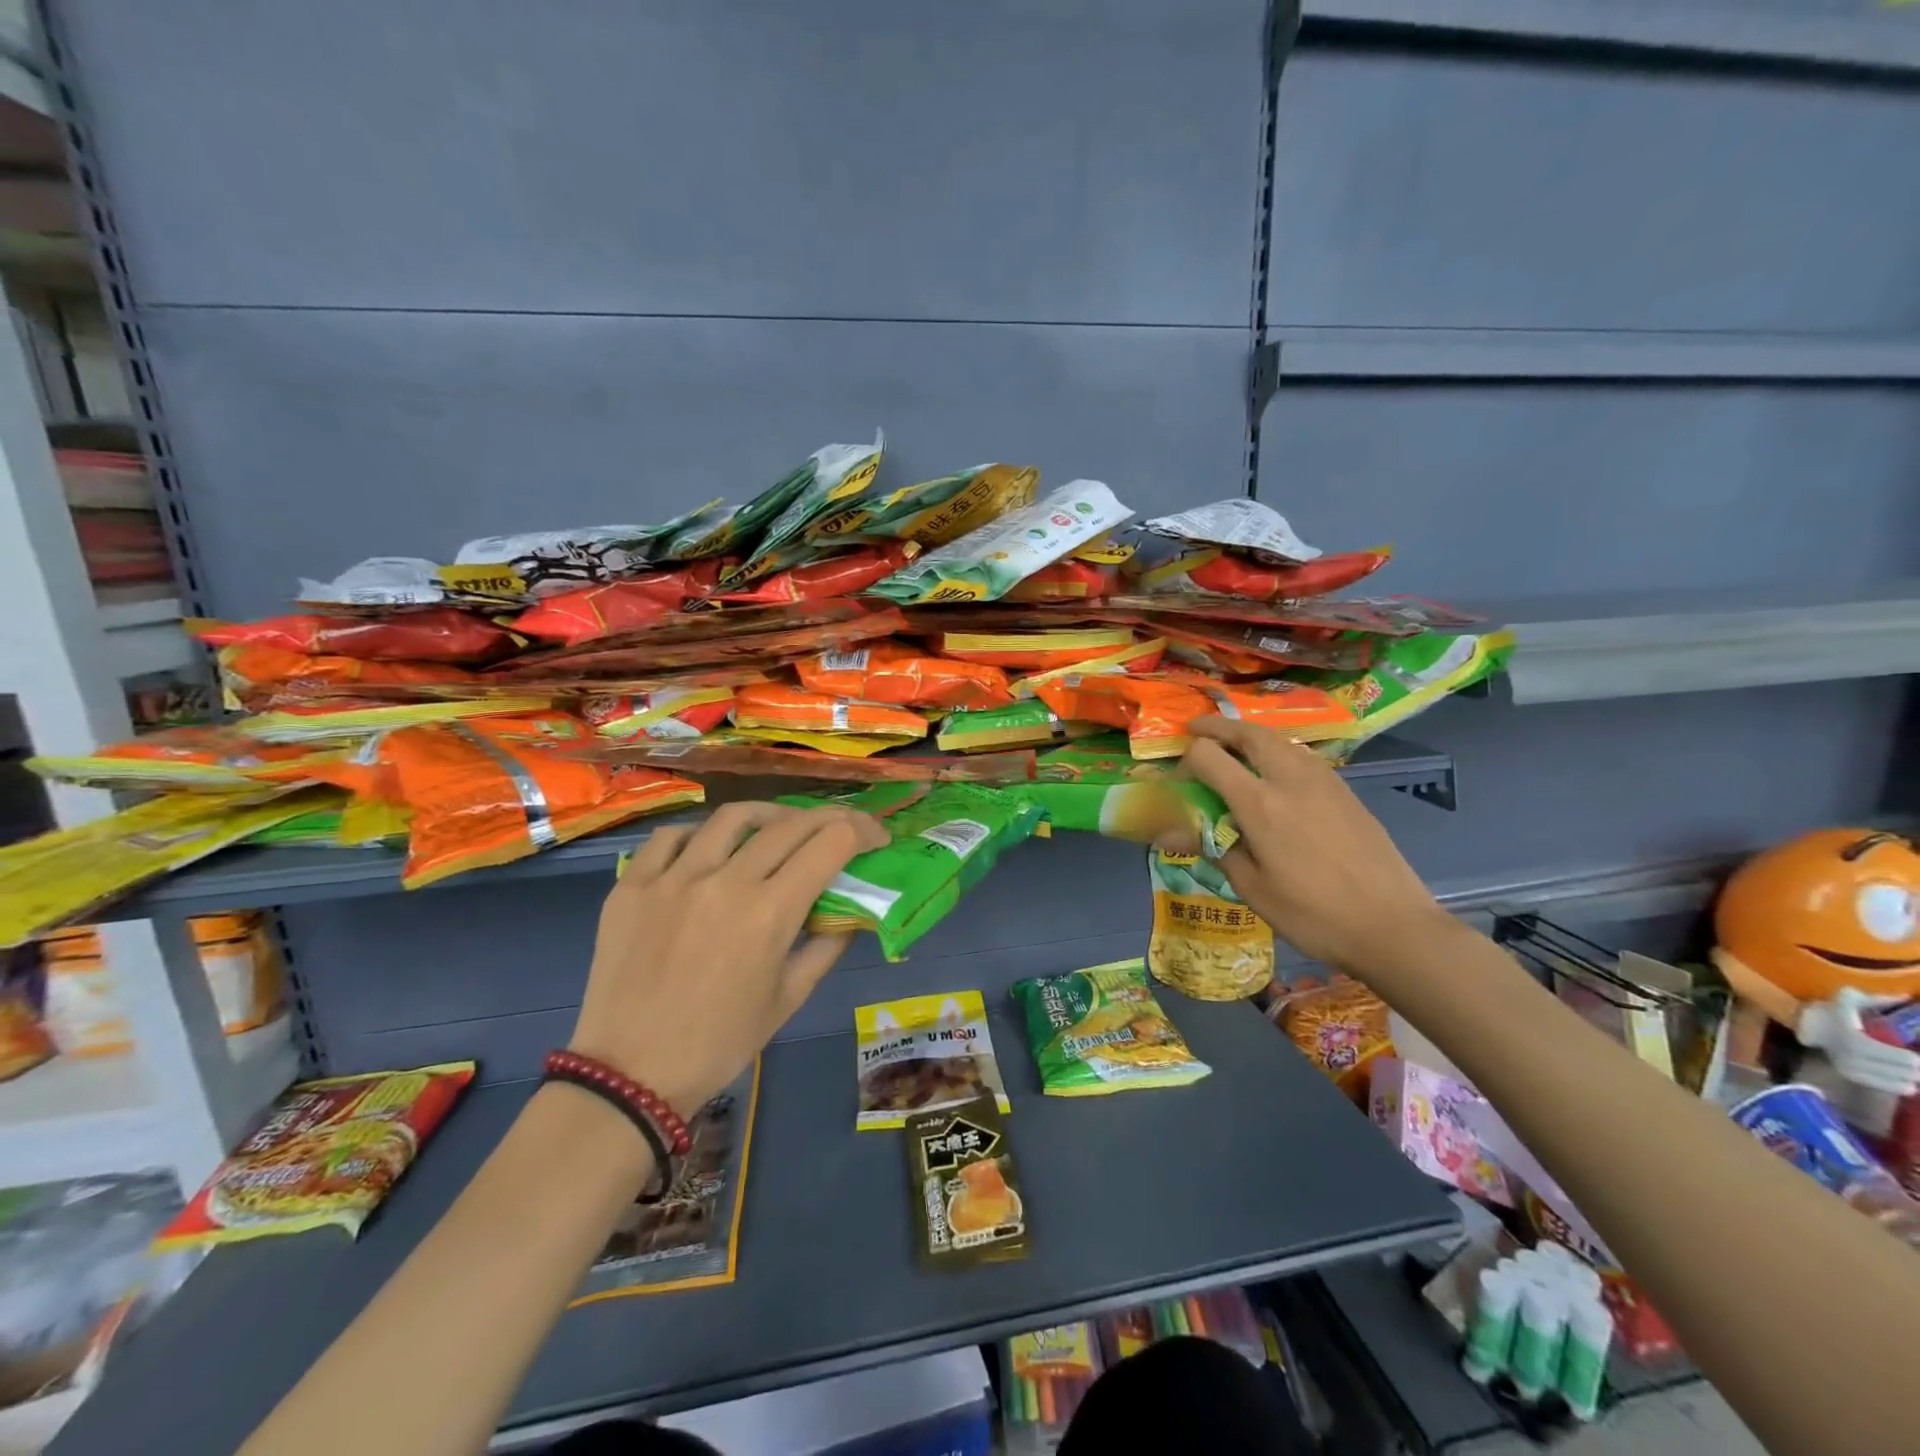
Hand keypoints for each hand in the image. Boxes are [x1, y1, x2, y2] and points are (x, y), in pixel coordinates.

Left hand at [569, 801, 886, 1115]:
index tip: (876, 836)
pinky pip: (671, 837)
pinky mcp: (632, 884)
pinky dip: (700, 834)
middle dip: (827, 818)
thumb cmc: (721, 1042)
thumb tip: (850, 911)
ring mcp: (673, 877)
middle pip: (789, 824)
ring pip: (731, 817)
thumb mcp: (789, 998)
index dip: (862, 831)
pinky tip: (709, 848)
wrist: (630, 1074)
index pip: (830, 843)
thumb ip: (826, 946)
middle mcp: (725, 881)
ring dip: (768, 815)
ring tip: (778, 825)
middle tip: (838, 828)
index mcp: (770, 913)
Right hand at [1175, 717, 1452, 978]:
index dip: (1186, 761)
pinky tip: (1275, 773)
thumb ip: (1212, 849)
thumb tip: (1167, 834)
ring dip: (1250, 735)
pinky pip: (1302, 755)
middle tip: (1197, 730)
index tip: (1179, 780)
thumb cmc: (1313, 914)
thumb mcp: (1252, 888)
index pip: (1209, 756)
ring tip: (1234, 746)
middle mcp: (1290, 778)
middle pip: (1248, 733)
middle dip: (1218, 727)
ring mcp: (1323, 781)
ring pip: (1280, 739)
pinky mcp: (1345, 791)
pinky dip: (1277, 750)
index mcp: (1259, 802)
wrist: (1393, 926)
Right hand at [1798, 988, 1919, 1096]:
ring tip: (1917, 1077)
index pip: (1875, 1049)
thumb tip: (1905, 997)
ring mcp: (1844, 1063)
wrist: (1810, 1024)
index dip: (1901, 1057)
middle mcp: (1844, 1050)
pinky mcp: (1847, 1073)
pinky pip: (1875, 1084)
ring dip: (1906, 1079)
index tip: (1917, 1058)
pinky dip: (1894, 1086)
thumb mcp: (1850, 997)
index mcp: (1846, 1033)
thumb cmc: (1835, 1009)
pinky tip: (1909, 1086)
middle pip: (1886, 1066)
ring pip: (1884, 1077)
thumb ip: (1878, 999)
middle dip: (1911, 1070)